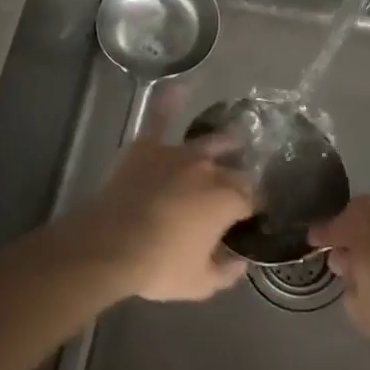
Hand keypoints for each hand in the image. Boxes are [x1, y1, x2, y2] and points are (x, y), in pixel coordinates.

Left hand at [68, 104, 253, 302]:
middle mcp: (210, 168)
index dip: (258, 206)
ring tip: (233, 140)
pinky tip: (180, 86)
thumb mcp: (200, 283)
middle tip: (237, 189)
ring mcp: (178, 152)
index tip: (255, 216)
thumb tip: (241, 262)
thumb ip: (227, 272)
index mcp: (229, 198)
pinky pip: (160, 118)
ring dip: (223, 143)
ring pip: (209, 142)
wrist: (111, 245)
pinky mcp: (148, 146)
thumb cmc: (159, 265)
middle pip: (235, 168)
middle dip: (240, 175)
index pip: (255, 196)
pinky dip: (170, 102)